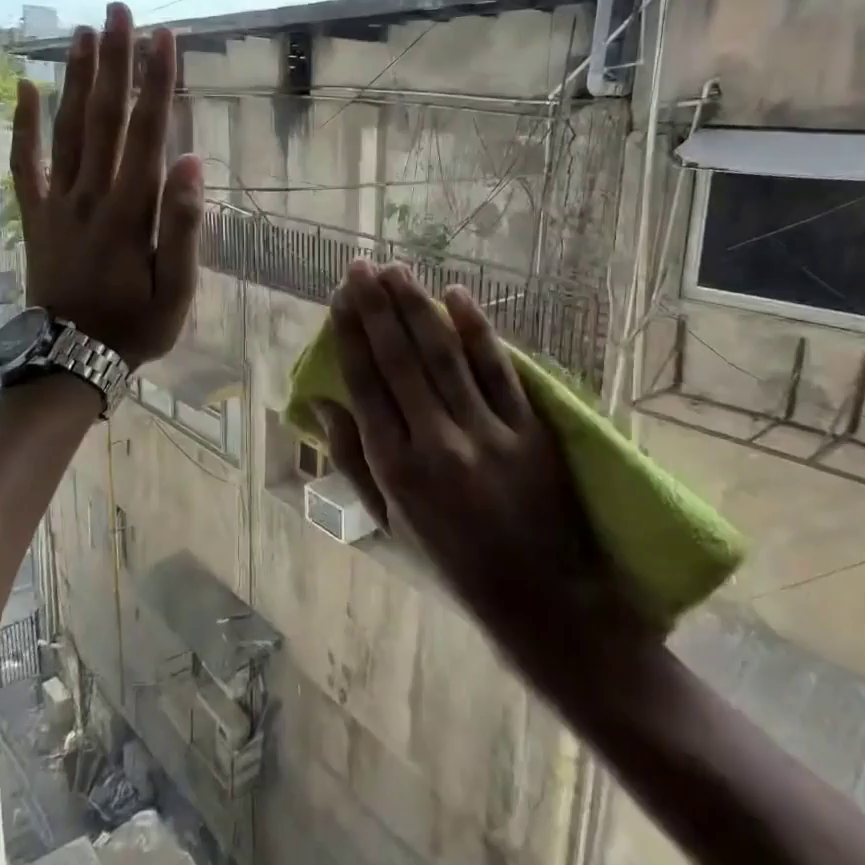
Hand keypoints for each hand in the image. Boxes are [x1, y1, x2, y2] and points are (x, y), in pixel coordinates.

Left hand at [10, 3, 203, 365]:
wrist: (72, 359)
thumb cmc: (135, 326)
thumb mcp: (177, 289)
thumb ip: (184, 226)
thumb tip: (193, 162)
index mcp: (131, 211)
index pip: (147, 134)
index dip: (157, 83)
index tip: (164, 37)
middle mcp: (91, 195)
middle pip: (104, 118)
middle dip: (115, 62)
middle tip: (119, 10)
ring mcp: (58, 203)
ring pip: (67, 130)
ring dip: (76, 79)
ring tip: (85, 32)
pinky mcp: (36, 216)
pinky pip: (25, 164)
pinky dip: (23, 126)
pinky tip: (25, 87)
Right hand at [317, 261, 657, 690]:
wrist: (541, 597)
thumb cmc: (452, 562)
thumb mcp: (389, 522)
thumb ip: (352, 461)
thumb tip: (323, 403)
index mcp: (396, 468)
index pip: (365, 384)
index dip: (351, 334)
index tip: (340, 297)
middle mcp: (436, 443)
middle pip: (400, 360)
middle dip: (377, 307)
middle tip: (361, 267)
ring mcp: (487, 434)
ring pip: (444, 355)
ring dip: (418, 308)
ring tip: (397, 271)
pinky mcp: (529, 430)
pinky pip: (498, 371)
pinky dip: (478, 330)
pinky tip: (457, 296)